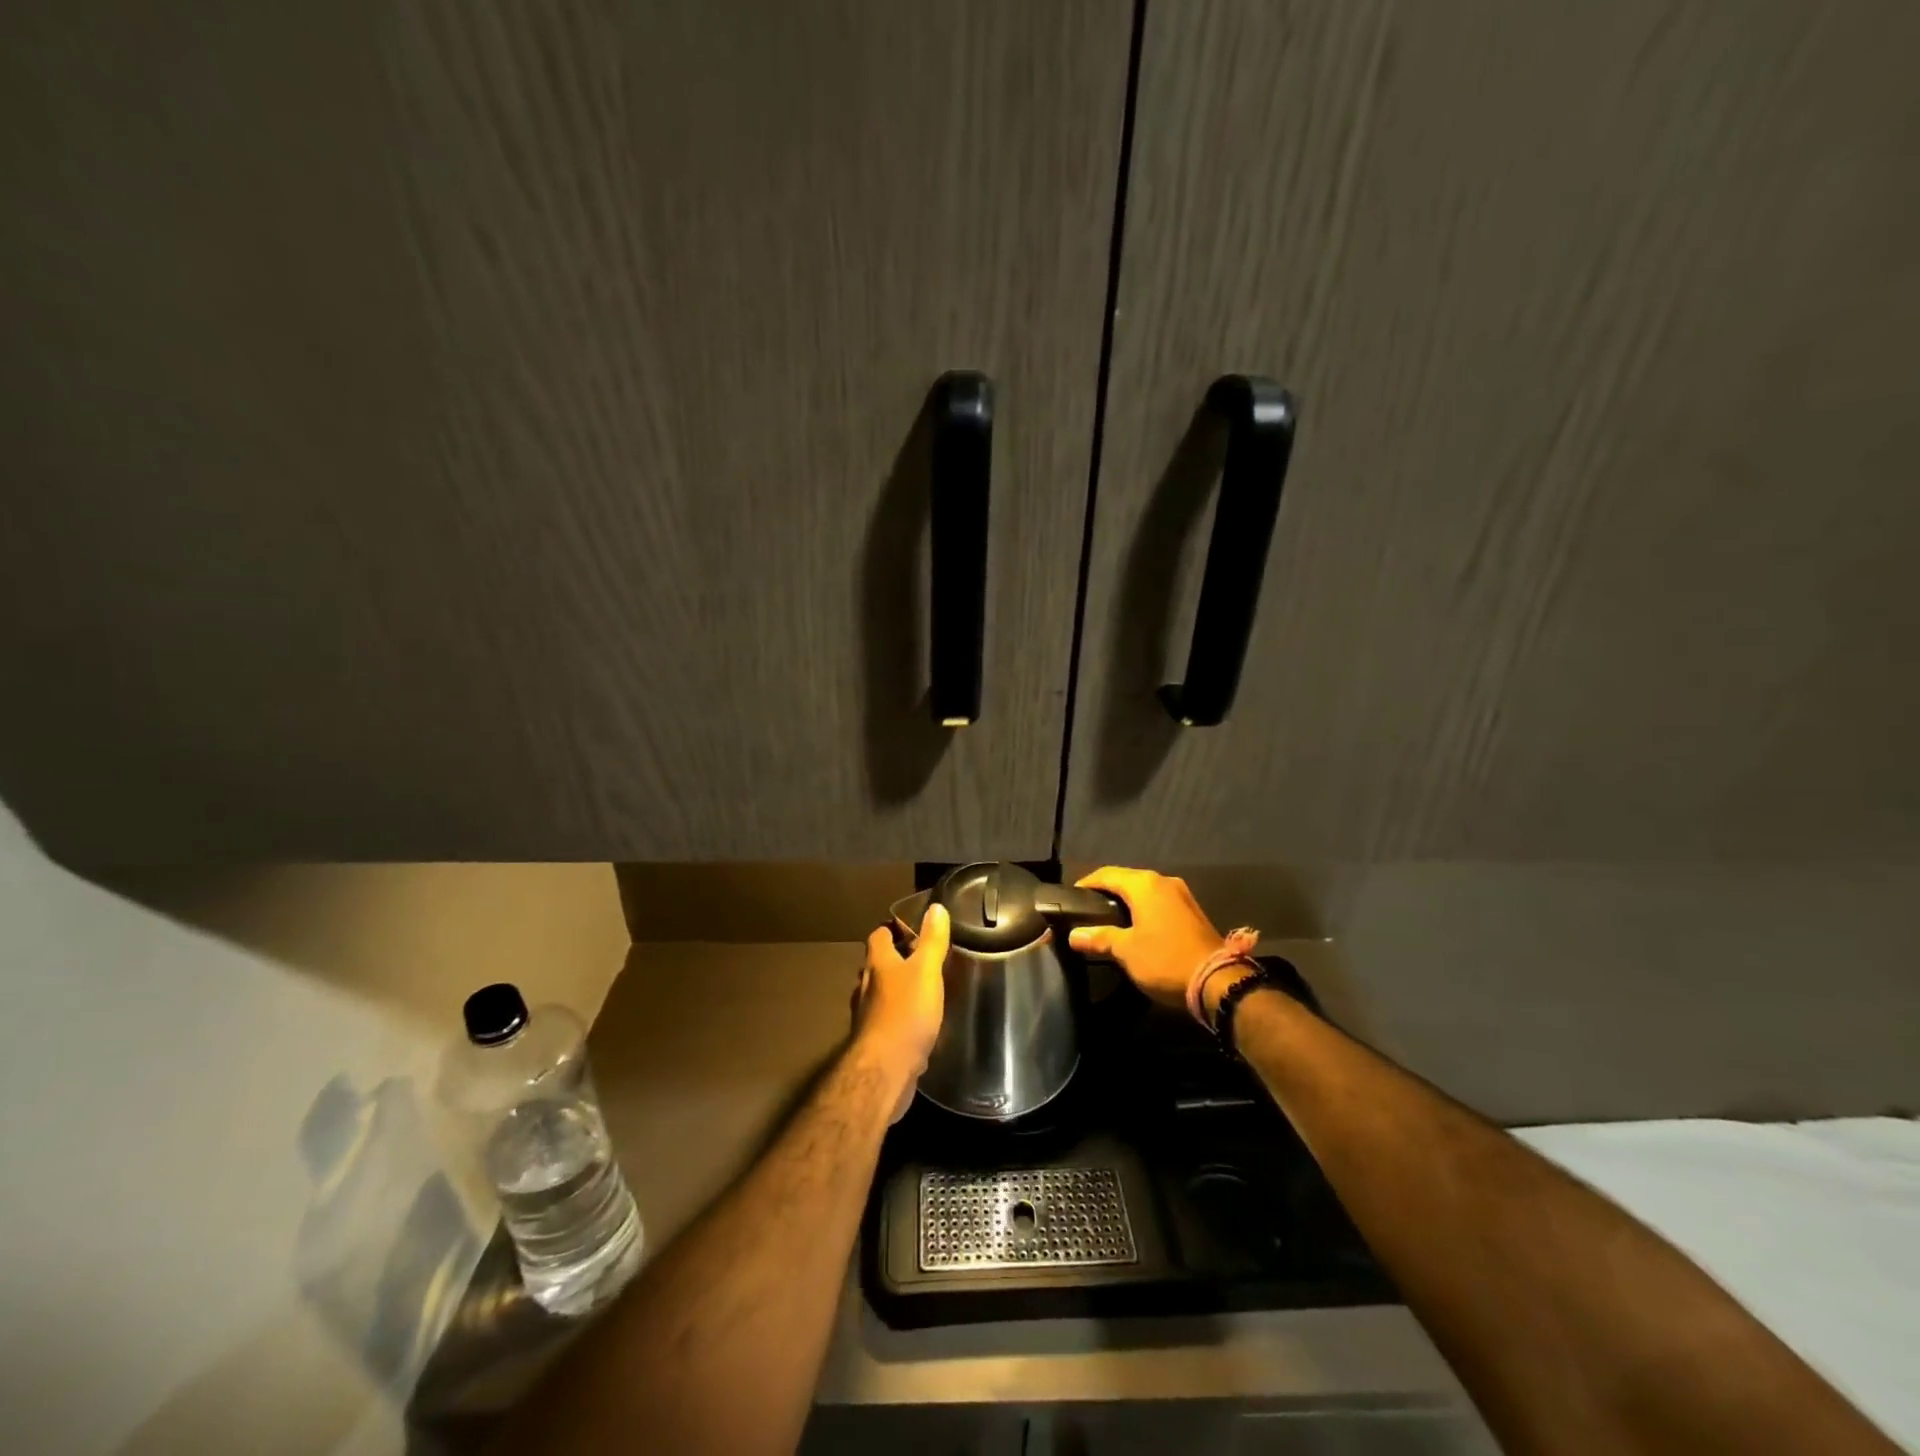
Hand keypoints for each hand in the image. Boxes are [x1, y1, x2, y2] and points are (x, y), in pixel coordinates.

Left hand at [854, 903, 949, 1120]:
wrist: (886, 1069)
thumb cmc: (906, 1012)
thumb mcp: (926, 970)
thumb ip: (932, 940)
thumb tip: (935, 907)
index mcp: (877, 964)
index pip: (878, 936)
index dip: (892, 930)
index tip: (911, 928)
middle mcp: (866, 986)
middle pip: (876, 965)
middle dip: (894, 961)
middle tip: (920, 959)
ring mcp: (866, 1016)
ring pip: (879, 994)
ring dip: (895, 990)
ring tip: (921, 990)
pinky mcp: (874, 1042)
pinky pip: (885, 1021)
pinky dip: (898, 1017)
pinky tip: (915, 1025)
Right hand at [1067, 867, 1224, 1010]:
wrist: (1218, 982)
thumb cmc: (1165, 960)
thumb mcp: (1126, 950)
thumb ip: (1099, 937)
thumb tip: (1074, 934)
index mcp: (1145, 884)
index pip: (1106, 874)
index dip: (1086, 883)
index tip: (1071, 897)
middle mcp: (1164, 881)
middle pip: (1127, 879)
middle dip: (1106, 891)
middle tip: (1087, 909)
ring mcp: (1181, 895)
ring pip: (1145, 891)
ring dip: (1126, 901)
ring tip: (1107, 919)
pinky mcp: (1192, 912)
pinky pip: (1159, 903)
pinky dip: (1143, 910)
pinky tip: (1135, 927)